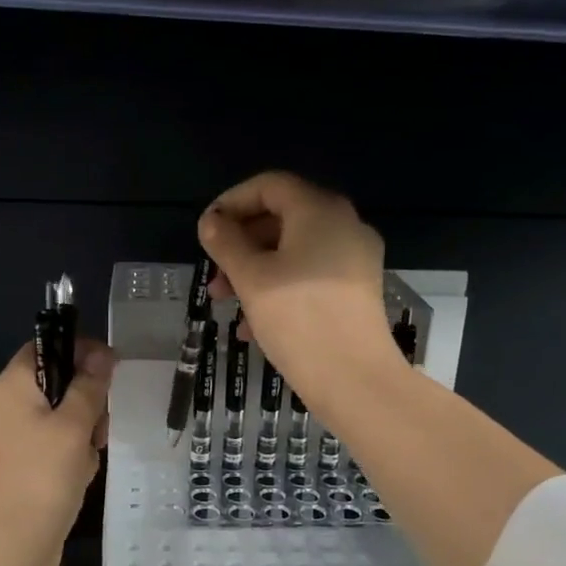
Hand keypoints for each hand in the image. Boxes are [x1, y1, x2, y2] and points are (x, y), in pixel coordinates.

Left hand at [0, 336, 113, 565]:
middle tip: (97, 426)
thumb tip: (102, 353)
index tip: (110, 369)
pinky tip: (80, 477)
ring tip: (87, 458)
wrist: (11, 546)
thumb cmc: (42, 476)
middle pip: (59, 383)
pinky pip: (58, 446)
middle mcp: (9, 406)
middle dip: (87, 402)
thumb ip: (89, 386)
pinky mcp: (25, 466)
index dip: (80, 350)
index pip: (46, 346)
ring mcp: (16, 438)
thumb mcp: (73, 425)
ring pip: (64, 417)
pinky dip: (74, 456)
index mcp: (13, 385)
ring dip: (85, 433)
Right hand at [199, 172, 401, 410]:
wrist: (354, 379)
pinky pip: (312, 274)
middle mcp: (344, 224)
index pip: (269, 186)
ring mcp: (356, 258)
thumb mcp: (251, 278)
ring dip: (256, 270)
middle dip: (241, 244)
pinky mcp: (358, 289)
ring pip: (295, 250)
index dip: (232, 202)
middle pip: (282, 218)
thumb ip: (226, 243)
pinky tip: (253, 324)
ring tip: (227, 303)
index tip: (206, 231)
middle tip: (214, 275)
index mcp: (320, 210)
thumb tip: (211, 222)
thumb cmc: (298, 319)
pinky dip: (281, 286)